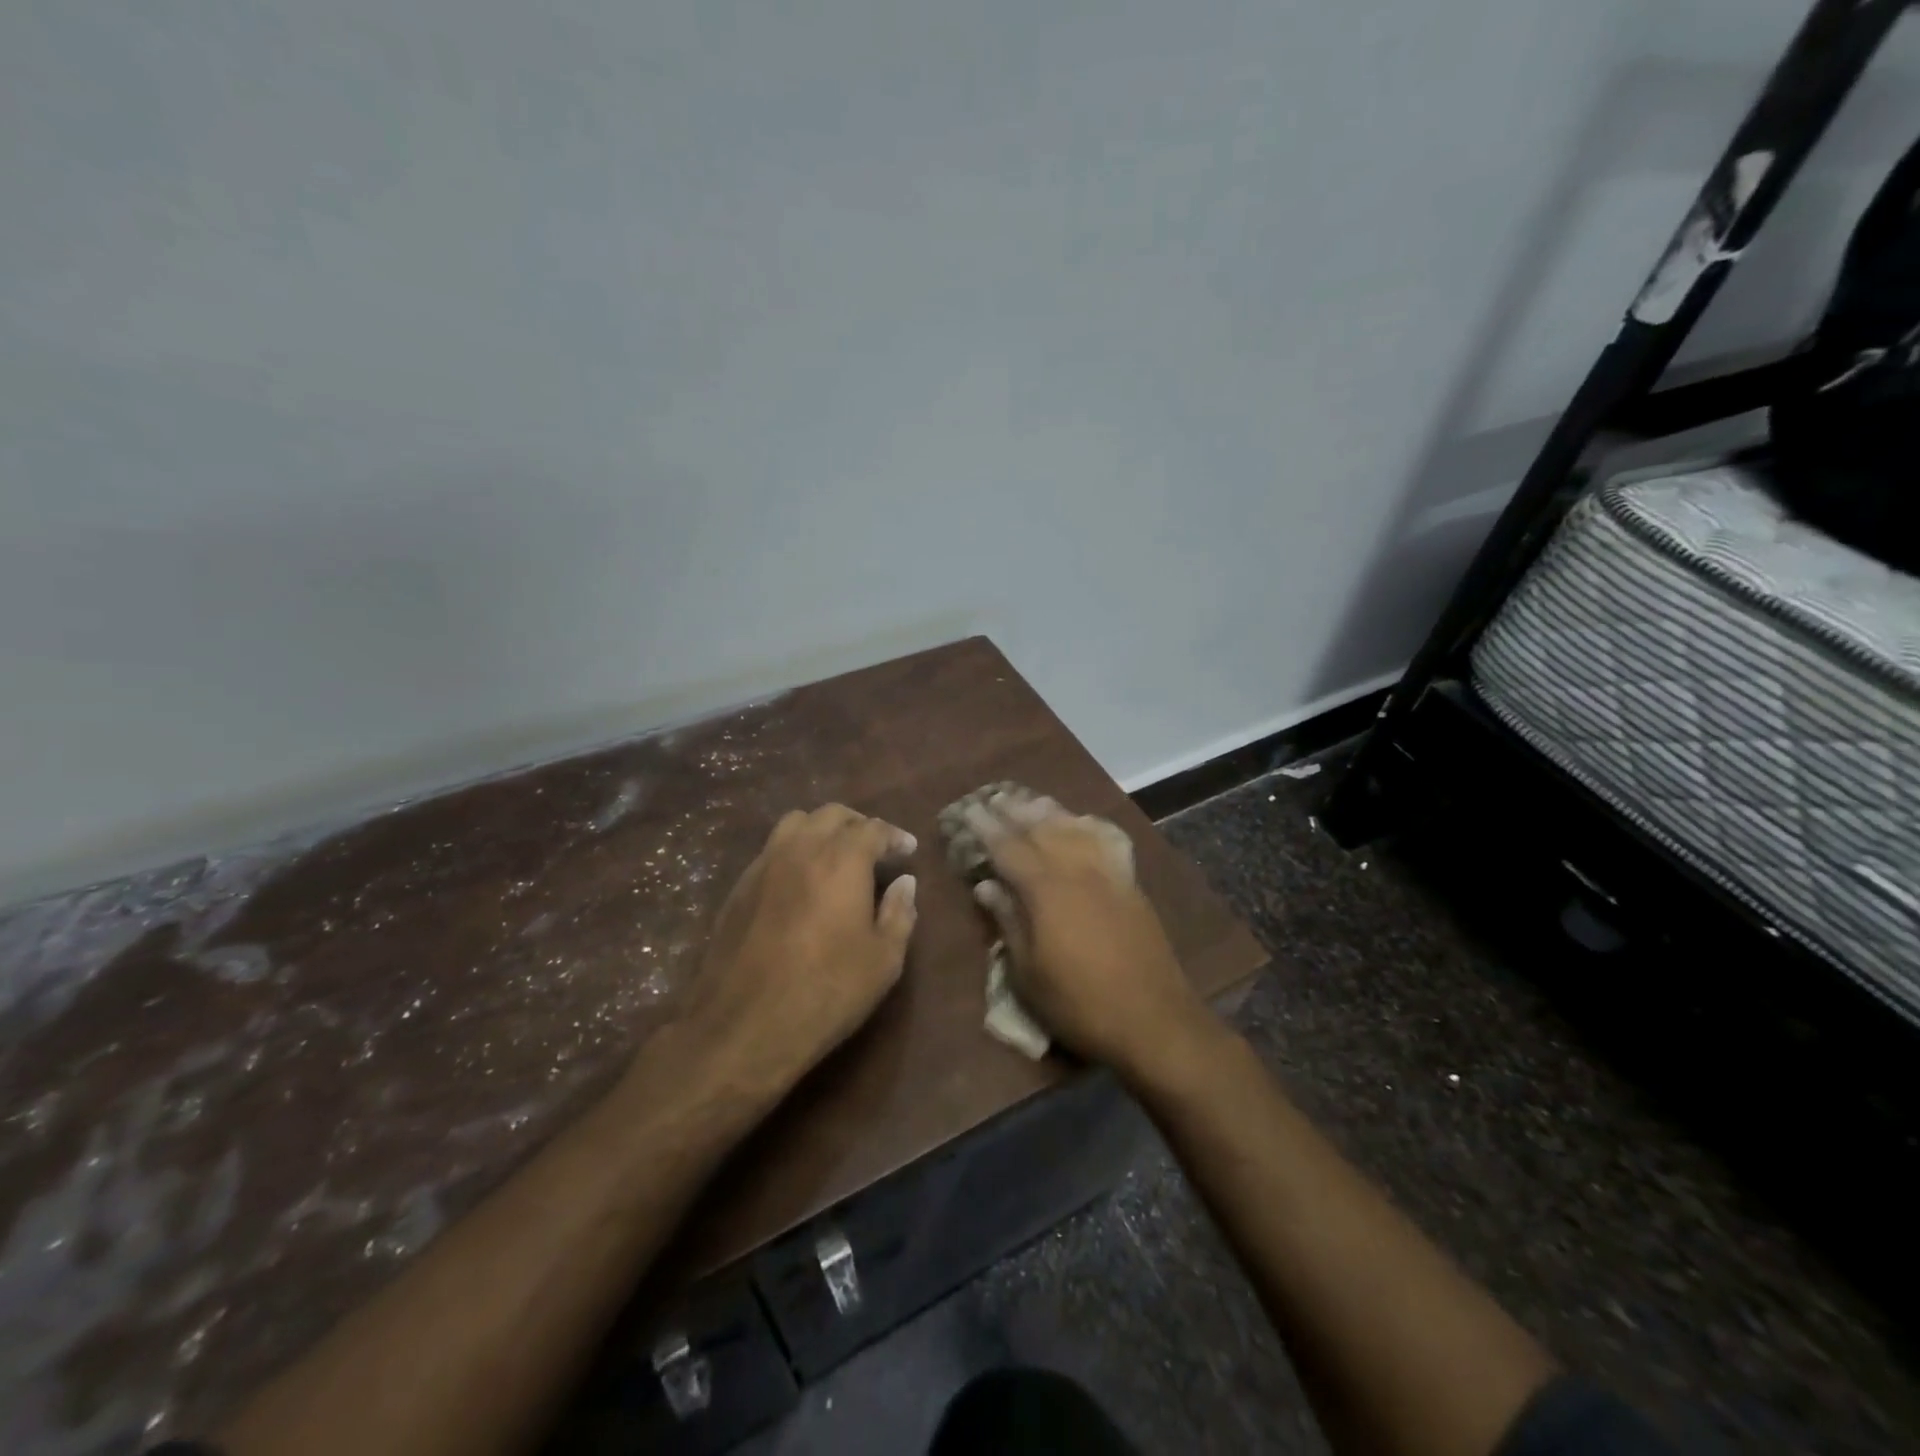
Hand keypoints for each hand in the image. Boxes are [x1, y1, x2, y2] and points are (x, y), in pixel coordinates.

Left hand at [677, 804, 918, 1092]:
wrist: (743, 1026)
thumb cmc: (826, 991)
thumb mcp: (883, 960)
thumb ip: (899, 913)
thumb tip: (905, 883)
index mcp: (841, 860)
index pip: (873, 828)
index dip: (894, 836)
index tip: (907, 850)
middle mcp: (800, 849)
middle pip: (832, 815)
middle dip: (858, 825)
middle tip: (875, 850)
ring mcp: (763, 865)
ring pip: (795, 824)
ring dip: (821, 830)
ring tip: (835, 856)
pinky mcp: (739, 887)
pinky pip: (771, 850)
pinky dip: (794, 851)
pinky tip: (801, 882)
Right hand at [962, 793, 1215, 1077]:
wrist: (1153, 1019)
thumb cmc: (1078, 1003)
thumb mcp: (1028, 972)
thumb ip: (1008, 921)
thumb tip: (986, 885)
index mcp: (1045, 890)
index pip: (1008, 848)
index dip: (986, 828)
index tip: (969, 810)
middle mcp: (1076, 870)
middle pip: (1041, 829)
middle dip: (1015, 812)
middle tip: (994, 798)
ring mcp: (1108, 874)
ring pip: (1074, 829)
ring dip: (1049, 812)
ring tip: (1029, 801)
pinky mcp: (1130, 885)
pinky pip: (1106, 842)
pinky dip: (1089, 827)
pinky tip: (1081, 822)